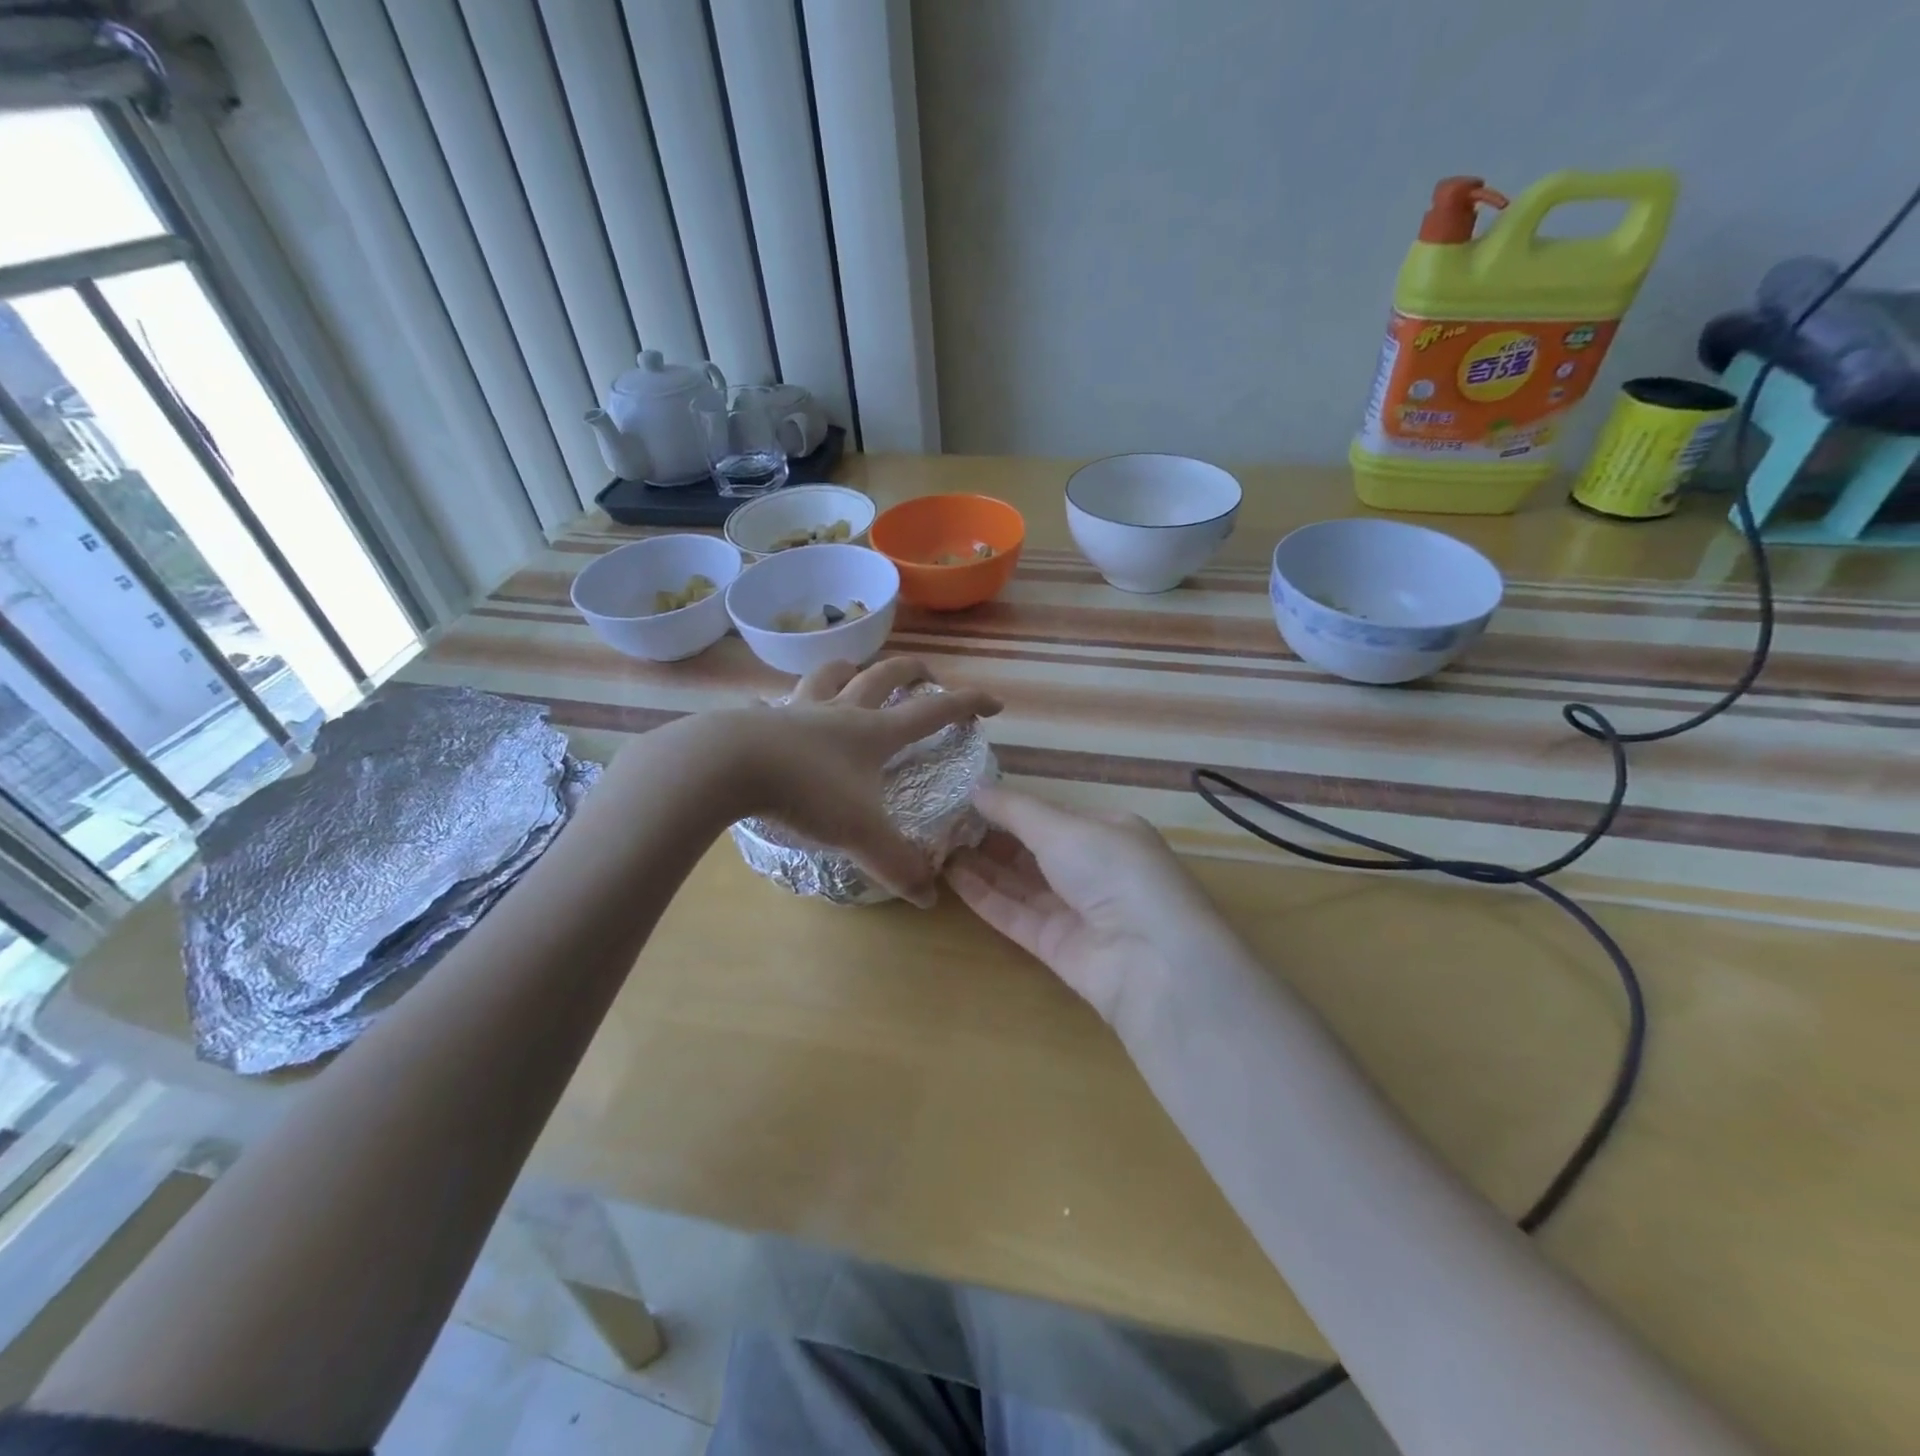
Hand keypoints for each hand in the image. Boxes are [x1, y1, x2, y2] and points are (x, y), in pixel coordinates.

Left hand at [711, 657, 1000, 905]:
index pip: (933, 711)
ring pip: (829, 674)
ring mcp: (798, 710)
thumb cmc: (806, 791)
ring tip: (855, 672)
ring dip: (849, 668)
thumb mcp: (860, 833)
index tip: (993, 702)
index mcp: (874, 732)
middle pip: (885, 676)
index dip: (968, 704)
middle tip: (927, 675)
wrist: (728, 766)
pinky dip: (776, 704)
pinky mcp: (759, 720)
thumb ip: (897, 864)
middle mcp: (841, 711)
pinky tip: (766, 711)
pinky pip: (771, 704)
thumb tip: (930, 898)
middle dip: (912, 671)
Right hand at [945, 785, 1237, 1034]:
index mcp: (1108, 832)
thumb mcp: (1063, 827)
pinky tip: (952, 877)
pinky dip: (985, 896)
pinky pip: (1015, 914)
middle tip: (943, 822)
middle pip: (1034, 849)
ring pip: (1020, 882)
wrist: (1150, 958)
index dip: (1011, 807)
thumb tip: (975, 788)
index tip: (966, 797)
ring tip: (938, 846)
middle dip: (992, 836)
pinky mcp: (1056, 946)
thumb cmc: (1112, 871)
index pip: (1052, 815)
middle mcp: (1093, 869)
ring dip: (982, 865)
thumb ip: (1015, 810)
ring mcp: (1075, 909)